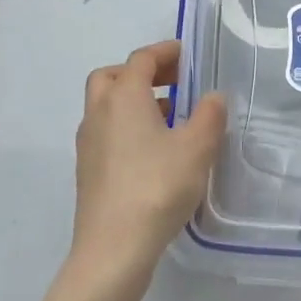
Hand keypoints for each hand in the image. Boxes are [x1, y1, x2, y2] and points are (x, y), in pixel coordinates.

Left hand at [71, 40, 226, 285]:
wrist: (113, 249)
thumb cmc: (157, 187)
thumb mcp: (197, 148)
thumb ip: (209, 115)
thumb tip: (213, 97)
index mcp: (124, 97)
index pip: (141, 59)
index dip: (165, 52)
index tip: (188, 55)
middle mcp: (99, 112)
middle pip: (113, 77)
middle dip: (141, 73)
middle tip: (172, 82)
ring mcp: (88, 143)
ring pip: (107, 106)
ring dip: (134, 101)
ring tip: (171, 117)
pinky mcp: (88, 171)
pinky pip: (106, 132)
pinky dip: (127, 126)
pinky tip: (154, 151)